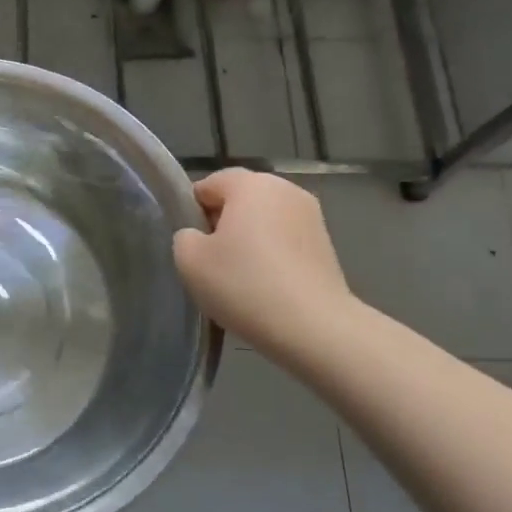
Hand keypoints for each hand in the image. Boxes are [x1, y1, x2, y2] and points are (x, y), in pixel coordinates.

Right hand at [172, 169, 356, 356]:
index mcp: (251, 184)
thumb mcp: (188, 259)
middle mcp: (286, 190)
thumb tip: (200, 236)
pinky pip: (284, 241)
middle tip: (210, 262)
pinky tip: (264, 287)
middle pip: (239, 200)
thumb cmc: (244, 284)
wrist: (314, 328)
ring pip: (263, 221)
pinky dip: (270, 256)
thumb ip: (184, 236)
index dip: (192, 212)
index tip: (190, 245)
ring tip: (238, 278)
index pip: (208, 184)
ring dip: (248, 241)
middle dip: (222, 224)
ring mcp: (312, 217)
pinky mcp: (326, 245)